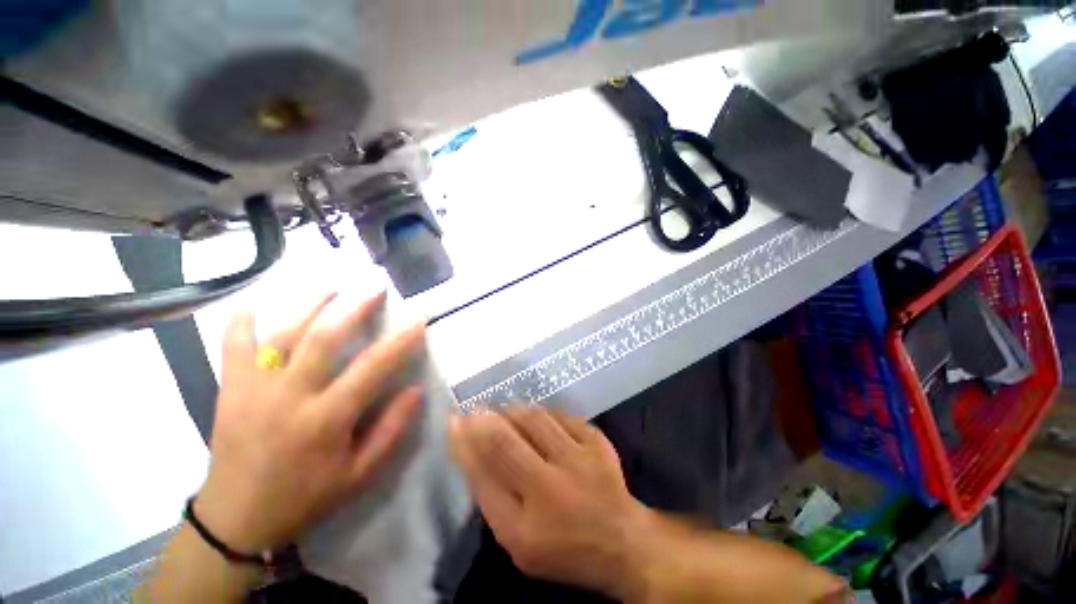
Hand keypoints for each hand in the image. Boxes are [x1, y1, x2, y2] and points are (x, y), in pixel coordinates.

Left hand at [195, 291, 425, 553]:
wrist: (236, 519)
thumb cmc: (305, 497)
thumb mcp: (359, 475)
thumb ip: (391, 431)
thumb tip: (415, 391)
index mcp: (325, 420)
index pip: (371, 369)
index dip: (399, 341)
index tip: (418, 319)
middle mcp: (288, 397)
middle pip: (323, 338)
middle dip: (354, 307)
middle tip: (374, 286)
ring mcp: (253, 389)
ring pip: (282, 333)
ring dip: (309, 305)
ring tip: (332, 287)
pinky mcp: (230, 389)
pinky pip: (232, 346)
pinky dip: (241, 321)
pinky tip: (254, 303)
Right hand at [448, 406, 650, 598]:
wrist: (620, 540)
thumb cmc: (563, 546)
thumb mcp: (518, 541)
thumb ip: (494, 500)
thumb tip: (472, 452)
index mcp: (524, 529)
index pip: (483, 477)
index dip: (464, 445)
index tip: (454, 423)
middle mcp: (550, 490)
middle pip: (505, 443)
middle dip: (483, 420)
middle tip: (474, 409)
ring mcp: (578, 461)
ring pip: (534, 420)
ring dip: (512, 411)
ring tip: (503, 408)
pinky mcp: (596, 442)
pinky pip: (560, 415)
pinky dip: (542, 411)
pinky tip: (535, 414)